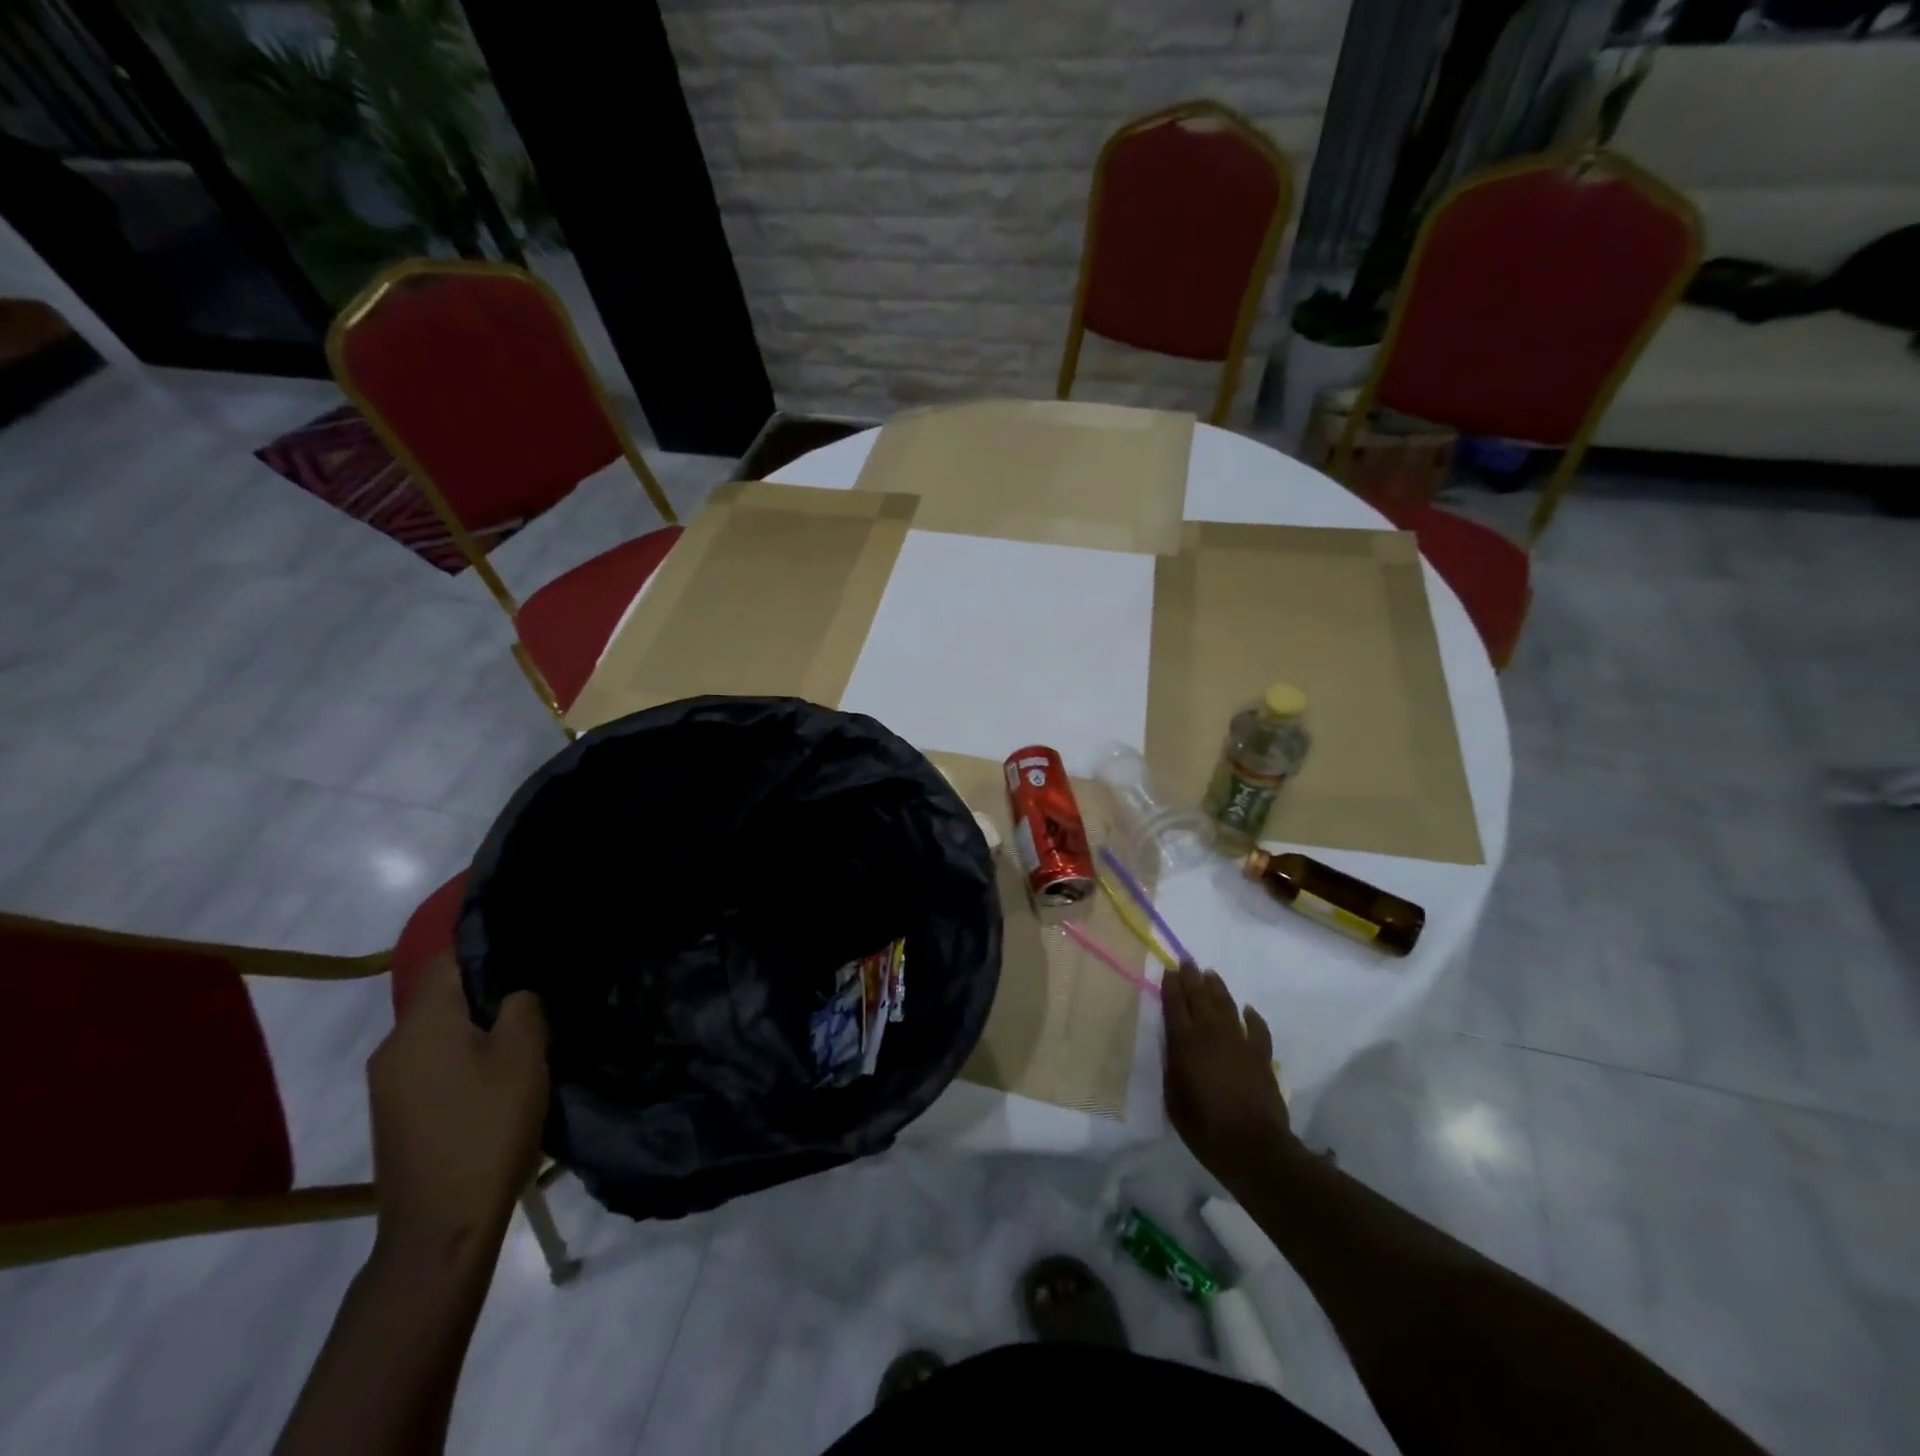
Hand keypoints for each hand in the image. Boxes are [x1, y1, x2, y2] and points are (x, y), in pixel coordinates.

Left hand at [368, 953, 549, 1262]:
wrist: (440, 1228)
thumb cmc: (487, 1128)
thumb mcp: (523, 1055)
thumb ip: (522, 1006)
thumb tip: (515, 993)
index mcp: (421, 1024)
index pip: (446, 959)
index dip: (484, 943)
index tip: (525, 940)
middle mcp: (394, 1046)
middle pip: (443, 996)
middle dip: (488, 988)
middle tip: (538, 990)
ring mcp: (389, 1084)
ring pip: (440, 1032)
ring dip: (479, 1026)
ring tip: (526, 1032)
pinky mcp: (397, 1114)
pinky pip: (434, 1062)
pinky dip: (465, 1056)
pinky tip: (499, 1075)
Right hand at [1163, 962, 1293, 1188]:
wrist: (1253, 1147)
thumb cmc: (1204, 1127)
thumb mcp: (1173, 1098)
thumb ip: (1172, 1067)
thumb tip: (1173, 1047)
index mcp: (1184, 1043)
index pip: (1174, 1004)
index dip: (1170, 986)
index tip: (1168, 971)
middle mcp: (1210, 1034)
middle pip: (1199, 997)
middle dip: (1192, 977)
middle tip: (1187, 961)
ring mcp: (1239, 1042)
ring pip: (1226, 1005)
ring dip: (1218, 988)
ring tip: (1211, 974)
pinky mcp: (1261, 1055)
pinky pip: (1257, 1028)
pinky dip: (1253, 1017)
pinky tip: (1248, 1009)